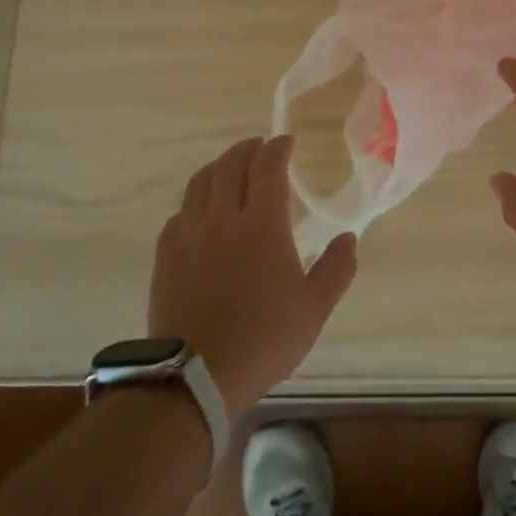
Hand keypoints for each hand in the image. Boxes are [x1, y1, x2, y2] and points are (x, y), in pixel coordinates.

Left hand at [149, 135, 357, 419]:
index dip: (277, 148)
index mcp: (262, 224)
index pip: (268, 168)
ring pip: (200, 182)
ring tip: (231, 168)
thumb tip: (348, 238)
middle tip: (260, 147)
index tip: (285, 141)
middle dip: (247, 149)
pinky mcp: (166, 254)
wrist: (196, 374)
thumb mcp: (314, 309)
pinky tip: (201, 212)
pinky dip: (196, 200)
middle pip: (231, 165)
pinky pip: (180, 212)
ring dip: (219, 167)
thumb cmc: (264, 338)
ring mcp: (189, 234)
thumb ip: (336, 269)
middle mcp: (223, 217)